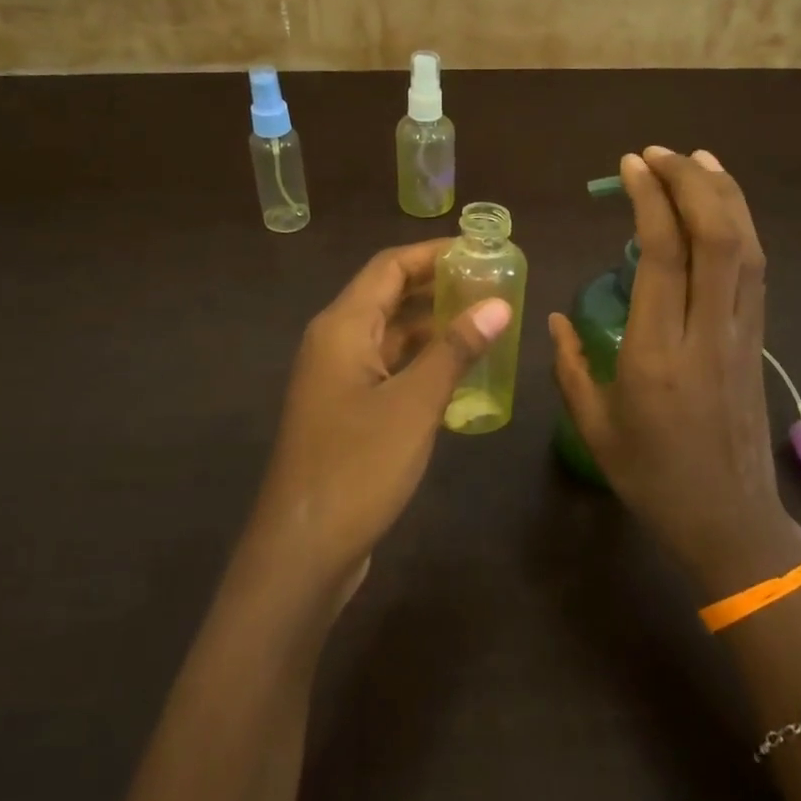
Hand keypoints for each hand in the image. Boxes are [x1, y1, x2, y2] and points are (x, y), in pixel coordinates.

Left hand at [242, 240, 510, 603]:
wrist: (303, 548)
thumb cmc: (357, 466)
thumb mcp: (414, 404)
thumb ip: (455, 351)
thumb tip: (497, 306)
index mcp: (343, 327)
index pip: (389, 266)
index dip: (434, 253)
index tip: (481, 251)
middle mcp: (335, 344)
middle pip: (388, 296)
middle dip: (438, 287)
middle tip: (492, 286)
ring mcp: (337, 380)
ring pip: (390, 336)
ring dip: (432, 327)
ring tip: (485, 324)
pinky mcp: (345, 412)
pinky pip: (388, 370)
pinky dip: (421, 364)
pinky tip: (459, 375)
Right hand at [549, 148, 800, 595]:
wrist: (730, 521)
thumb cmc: (653, 479)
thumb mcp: (595, 427)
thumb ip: (571, 365)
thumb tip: (555, 315)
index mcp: (658, 355)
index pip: (664, 256)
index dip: (650, 201)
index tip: (630, 166)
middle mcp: (708, 333)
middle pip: (716, 237)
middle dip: (691, 182)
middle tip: (658, 154)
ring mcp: (742, 334)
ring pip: (746, 247)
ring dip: (724, 195)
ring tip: (696, 159)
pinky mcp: (758, 340)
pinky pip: (755, 270)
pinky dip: (741, 227)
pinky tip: (724, 208)